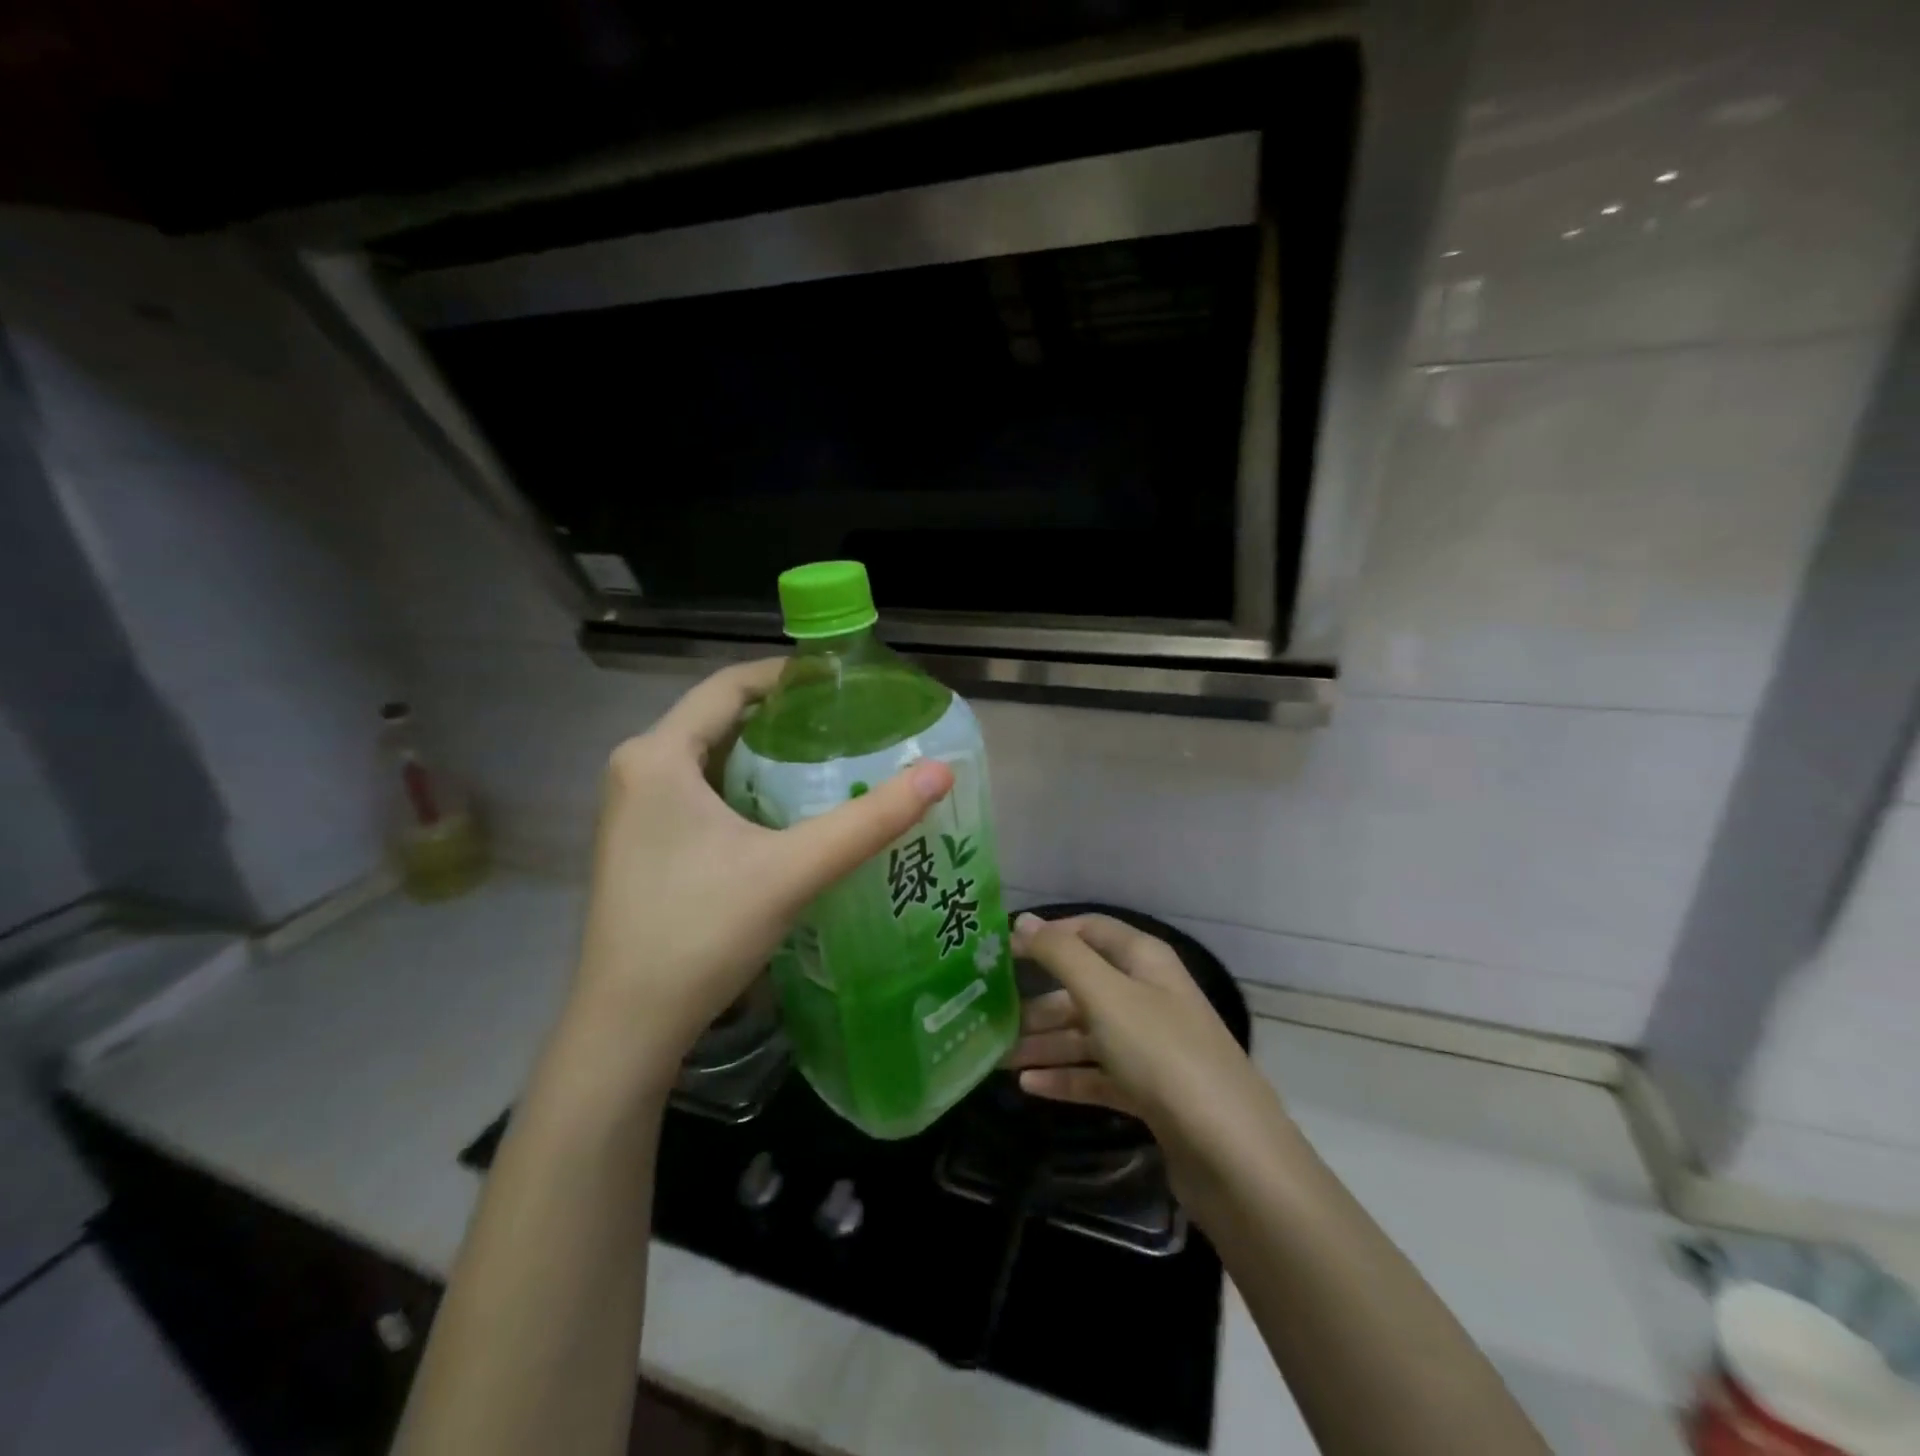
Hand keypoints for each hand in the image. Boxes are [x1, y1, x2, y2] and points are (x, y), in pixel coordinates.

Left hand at [571, 660, 953, 1080]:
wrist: (626, 1027)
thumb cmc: (700, 933)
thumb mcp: (792, 870)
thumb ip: (870, 821)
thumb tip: (941, 773)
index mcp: (657, 755)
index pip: (729, 685)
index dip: (788, 674)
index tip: (844, 680)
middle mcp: (638, 769)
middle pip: (721, 719)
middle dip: (785, 716)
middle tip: (850, 723)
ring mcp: (634, 808)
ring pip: (712, 757)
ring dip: (768, 754)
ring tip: (834, 759)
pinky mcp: (642, 841)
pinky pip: (701, 790)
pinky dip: (747, 787)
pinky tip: (791, 809)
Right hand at [1005, 912, 1281, 1164]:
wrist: (1228, 1151)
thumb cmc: (1161, 1053)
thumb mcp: (1105, 994)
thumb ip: (1061, 955)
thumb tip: (1023, 921)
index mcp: (1144, 960)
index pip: (1089, 930)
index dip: (1047, 936)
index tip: (1001, 952)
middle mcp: (1148, 995)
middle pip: (1083, 986)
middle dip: (1037, 1001)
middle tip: (990, 1016)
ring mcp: (1150, 1045)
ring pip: (1086, 1034)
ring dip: (1044, 1043)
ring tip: (998, 1058)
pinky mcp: (1149, 1090)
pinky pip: (1097, 1074)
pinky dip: (1065, 1077)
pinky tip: (1028, 1086)